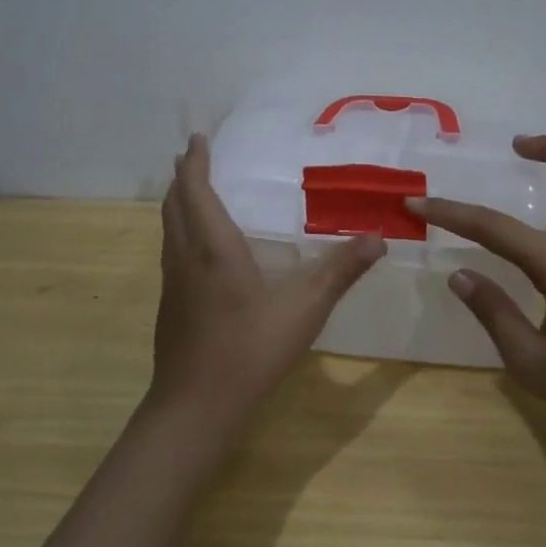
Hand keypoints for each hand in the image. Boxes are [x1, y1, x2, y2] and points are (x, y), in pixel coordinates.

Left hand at [152, 133, 383, 429]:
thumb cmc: (250, 350)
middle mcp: (185, 258)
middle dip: (183, 177)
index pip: (195, 191)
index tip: (197, 139)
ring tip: (195, 193)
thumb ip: (340, 271)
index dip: (195, 162)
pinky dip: (181, 231)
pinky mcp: (170, 306)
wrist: (196, 407)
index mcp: (213, 248)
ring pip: (168, 229)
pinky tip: (201, 250)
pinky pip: (172, 251)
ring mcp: (173, 284)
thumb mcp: (305, 309)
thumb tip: (377, 238)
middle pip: (174, 205)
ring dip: (178, 204)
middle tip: (195, 157)